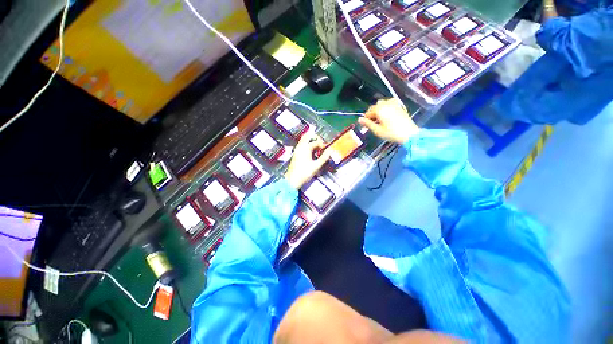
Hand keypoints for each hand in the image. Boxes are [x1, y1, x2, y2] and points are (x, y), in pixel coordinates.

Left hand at [285, 131, 331, 189]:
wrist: (292, 180)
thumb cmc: (304, 173)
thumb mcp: (316, 166)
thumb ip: (324, 158)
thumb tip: (330, 151)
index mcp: (305, 148)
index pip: (316, 142)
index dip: (322, 144)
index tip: (327, 149)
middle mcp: (300, 147)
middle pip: (307, 136)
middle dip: (315, 138)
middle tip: (321, 144)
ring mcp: (297, 150)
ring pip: (304, 140)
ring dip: (311, 141)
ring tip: (317, 149)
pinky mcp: (296, 154)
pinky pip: (302, 145)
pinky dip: (307, 145)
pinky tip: (312, 152)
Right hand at [358, 99, 418, 144]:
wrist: (409, 134)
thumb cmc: (391, 133)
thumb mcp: (377, 130)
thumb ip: (367, 124)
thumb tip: (359, 119)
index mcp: (379, 110)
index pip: (368, 112)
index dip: (365, 119)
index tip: (364, 126)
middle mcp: (386, 104)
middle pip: (374, 107)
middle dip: (372, 114)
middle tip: (372, 124)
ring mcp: (394, 104)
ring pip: (382, 104)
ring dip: (378, 110)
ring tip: (379, 120)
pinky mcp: (399, 106)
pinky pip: (389, 103)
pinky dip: (386, 107)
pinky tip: (387, 114)